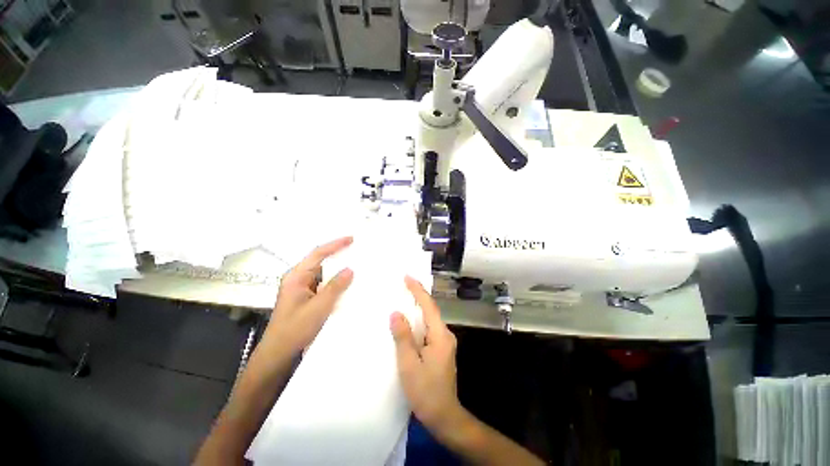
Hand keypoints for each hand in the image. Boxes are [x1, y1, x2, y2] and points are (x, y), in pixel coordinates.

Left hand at [267, 236, 353, 355]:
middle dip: (338, 254)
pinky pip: (323, 283)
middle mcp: (298, 278)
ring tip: (355, 264)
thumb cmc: (295, 329)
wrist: (279, 354)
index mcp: (296, 276)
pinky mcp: (306, 297)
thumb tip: (350, 269)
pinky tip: (346, 283)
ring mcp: (301, 288)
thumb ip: (335, 287)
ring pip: (322, 273)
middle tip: (356, 250)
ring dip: (337, 268)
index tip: (351, 239)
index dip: (335, 245)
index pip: (318, 254)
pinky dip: (335, 281)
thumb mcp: (318, 307)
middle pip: (320, 261)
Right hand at [391, 276, 460, 434]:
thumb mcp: (409, 364)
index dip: (418, 290)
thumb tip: (396, 313)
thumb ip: (403, 337)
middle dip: (418, 295)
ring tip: (405, 297)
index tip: (408, 277)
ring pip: (430, 319)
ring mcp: (444, 342)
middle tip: (404, 284)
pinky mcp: (440, 349)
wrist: (444, 416)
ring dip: (418, 307)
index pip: (428, 306)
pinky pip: (428, 328)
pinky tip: (410, 320)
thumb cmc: (426, 391)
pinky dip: (419, 320)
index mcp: (440, 335)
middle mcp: (445, 334)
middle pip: (431, 310)